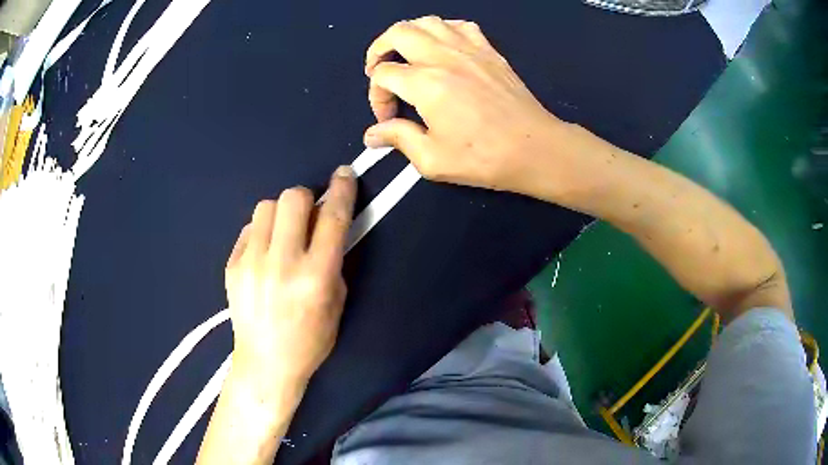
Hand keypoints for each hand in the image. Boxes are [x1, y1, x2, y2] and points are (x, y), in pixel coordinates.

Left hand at [225, 166, 356, 389]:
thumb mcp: (336, 302)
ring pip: (266, 206)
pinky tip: (265, 254)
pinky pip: (249, 228)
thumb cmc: (310, 339)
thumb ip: (333, 260)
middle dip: (306, 198)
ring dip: (281, 213)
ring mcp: (251, 262)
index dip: (342, 189)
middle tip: (309, 215)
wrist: (266, 362)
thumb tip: (326, 225)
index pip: (333, 218)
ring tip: (284, 234)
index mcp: (316, 276)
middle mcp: (282, 263)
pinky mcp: (232, 264)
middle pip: (293, 198)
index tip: (343, 174)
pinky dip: (262, 231)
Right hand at [363, 16, 570, 196]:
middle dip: (379, 49)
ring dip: (408, 33)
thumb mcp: (433, 159)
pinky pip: (460, 25)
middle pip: (398, 33)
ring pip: (427, 22)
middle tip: (378, 70)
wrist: (535, 149)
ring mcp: (469, 49)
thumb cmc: (485, 157)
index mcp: (426, 83)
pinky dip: (443, 29)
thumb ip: (399, 139)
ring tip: (404, 53)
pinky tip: (442, 46)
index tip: (388, 119)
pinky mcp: (489, 51)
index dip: (376, 96)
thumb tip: (373, 134)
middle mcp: (444, 56)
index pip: (383, 74)